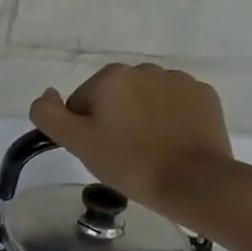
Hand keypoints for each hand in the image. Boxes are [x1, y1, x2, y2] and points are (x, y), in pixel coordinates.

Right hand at [30, 63, 238, 224]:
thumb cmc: (128, 162)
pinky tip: (171, 142)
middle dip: (112, 119)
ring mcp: (178, 81)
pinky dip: (168, 118)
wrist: (194, 181)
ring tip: (148, 149)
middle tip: (120, 152)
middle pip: (113, 97)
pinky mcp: (204, 95)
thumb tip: (47, 94)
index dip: (83, 129)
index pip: (80, 103)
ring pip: (144, 99)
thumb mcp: (76, 142)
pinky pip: (174, 103)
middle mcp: (144, 69)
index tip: (98, 150)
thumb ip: (48, 114)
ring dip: (140, 117)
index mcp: (110, 77)